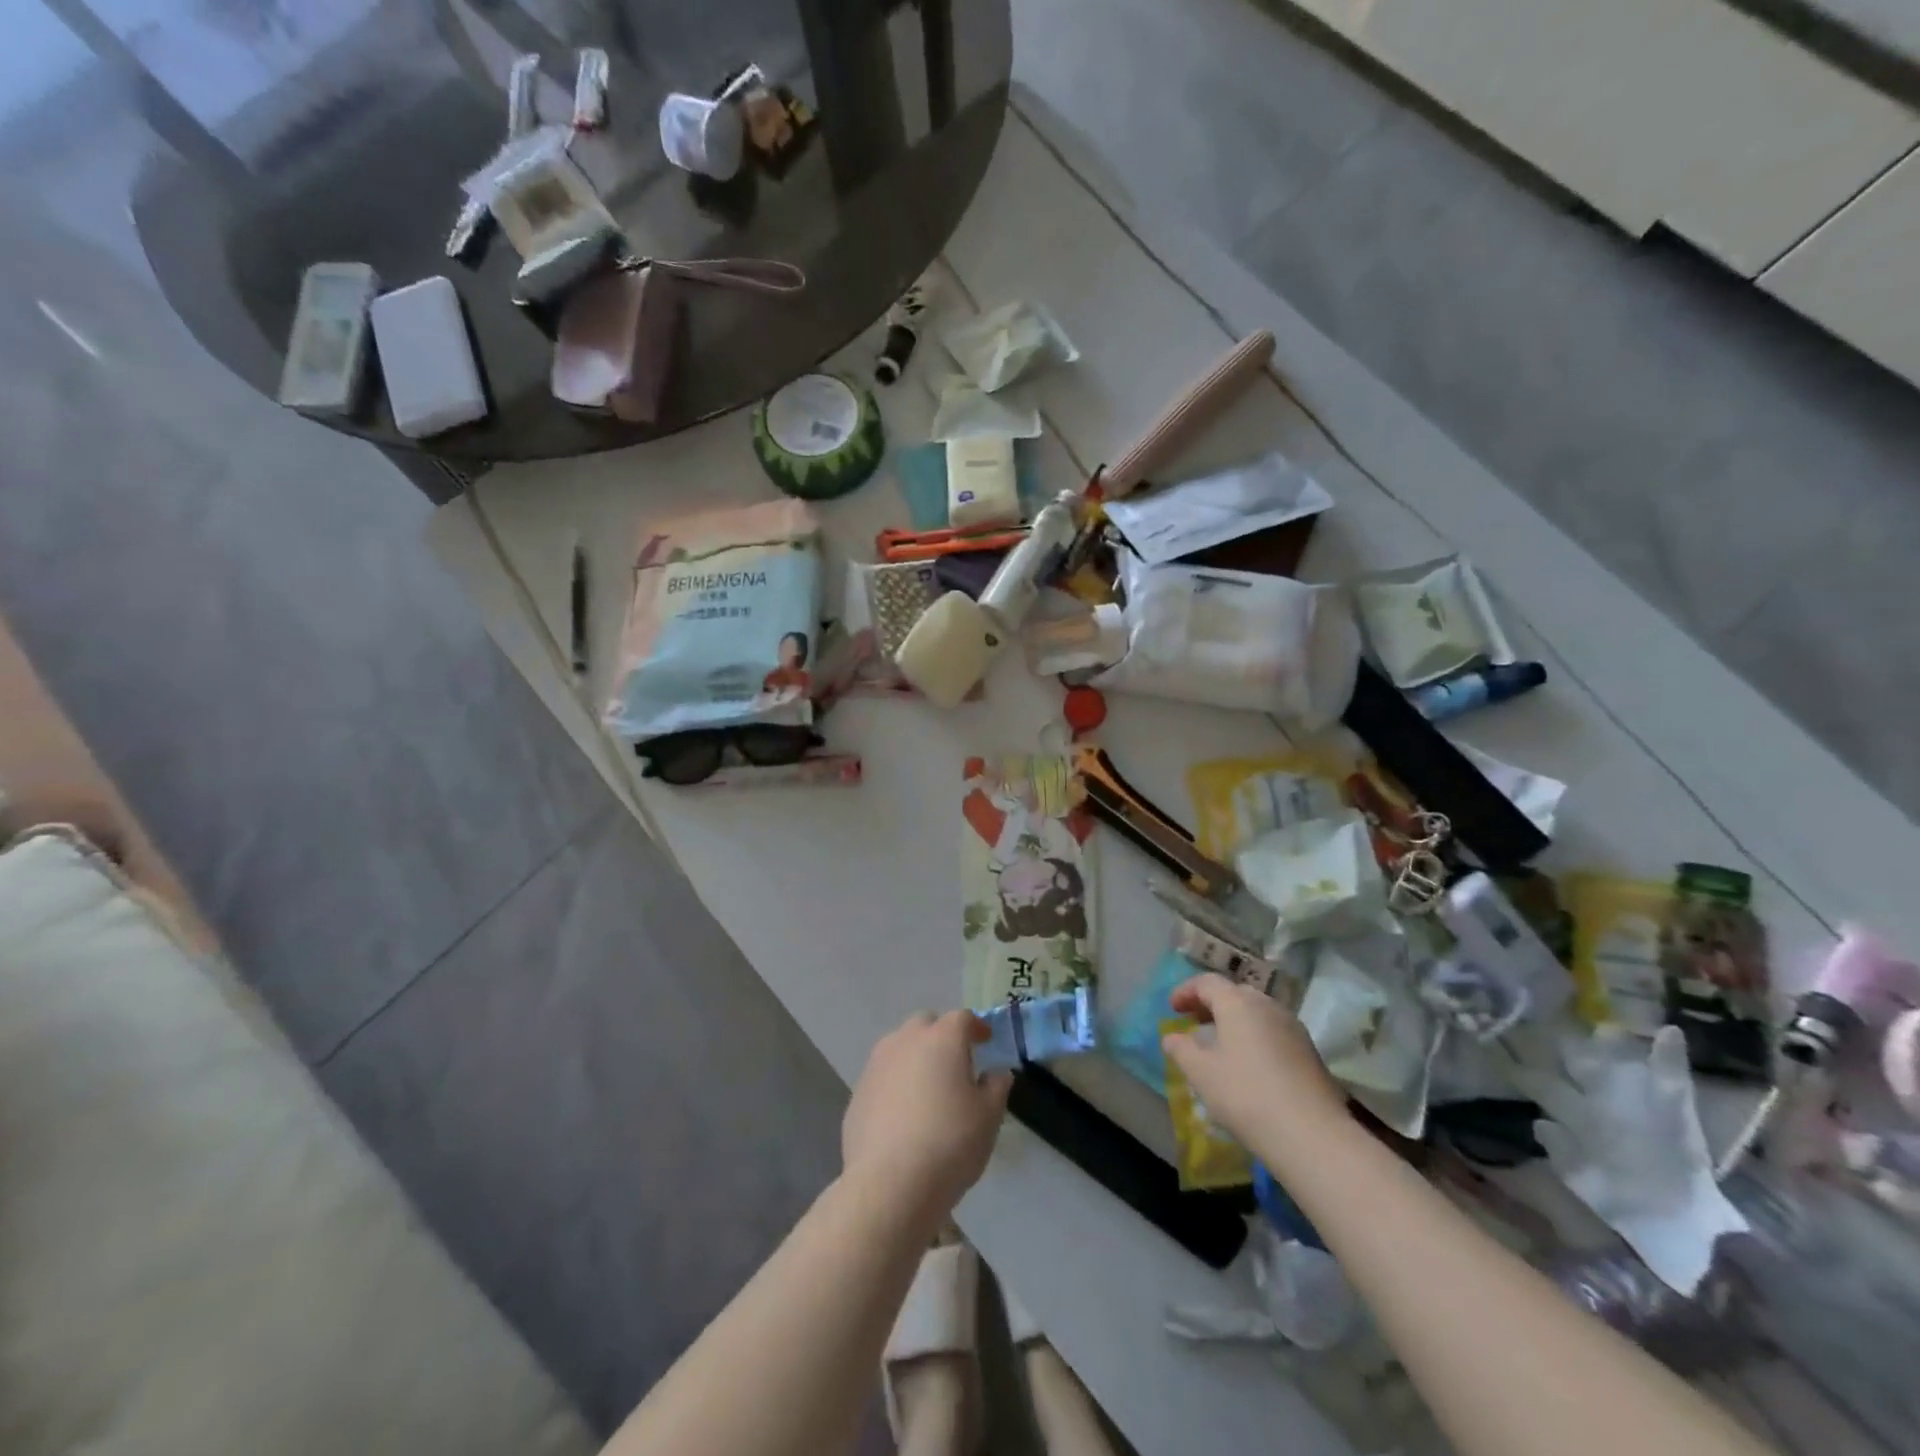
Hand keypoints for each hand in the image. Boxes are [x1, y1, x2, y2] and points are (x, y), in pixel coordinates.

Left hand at [842, 1011, 1011, 1224]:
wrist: (889, 1184)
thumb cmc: (949, 1143)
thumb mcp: (989, 1117)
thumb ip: (996, 1087)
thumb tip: (995, 1073)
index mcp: (942, 1038)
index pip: (962, 1018)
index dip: (976, 1027)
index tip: (985, 1040)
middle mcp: (906, 1041)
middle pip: (925, 1024)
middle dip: (941, 1035)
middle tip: (955, 1063)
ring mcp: (876, 1065)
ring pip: (899, 1047)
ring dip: (915, 1057)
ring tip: (927, 1087)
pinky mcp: (857, 1093)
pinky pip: (883, 1077)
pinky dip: (895, 1084)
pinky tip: (903, 1115)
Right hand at [1160, 974, 1349, 1165]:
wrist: (1312, 1135)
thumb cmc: (1245, 1095)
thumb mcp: (1201, 1073)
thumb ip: (1181, 1049)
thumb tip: (1172, 1037)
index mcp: (1238, 1003)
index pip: (1207, 982)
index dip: (1186, 991)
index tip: (1172, 1009)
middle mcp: (1268, 1006)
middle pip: (1235, 993)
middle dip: (1211, 1004)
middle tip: (1195, 1022)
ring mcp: (1293, 1027)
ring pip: (1257, 1013)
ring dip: (1235, 1021)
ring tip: (1221, 1045)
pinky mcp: (1310, 1052)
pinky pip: (1274, 1032)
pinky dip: (1255, 1036)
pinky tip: (1249, 1064)